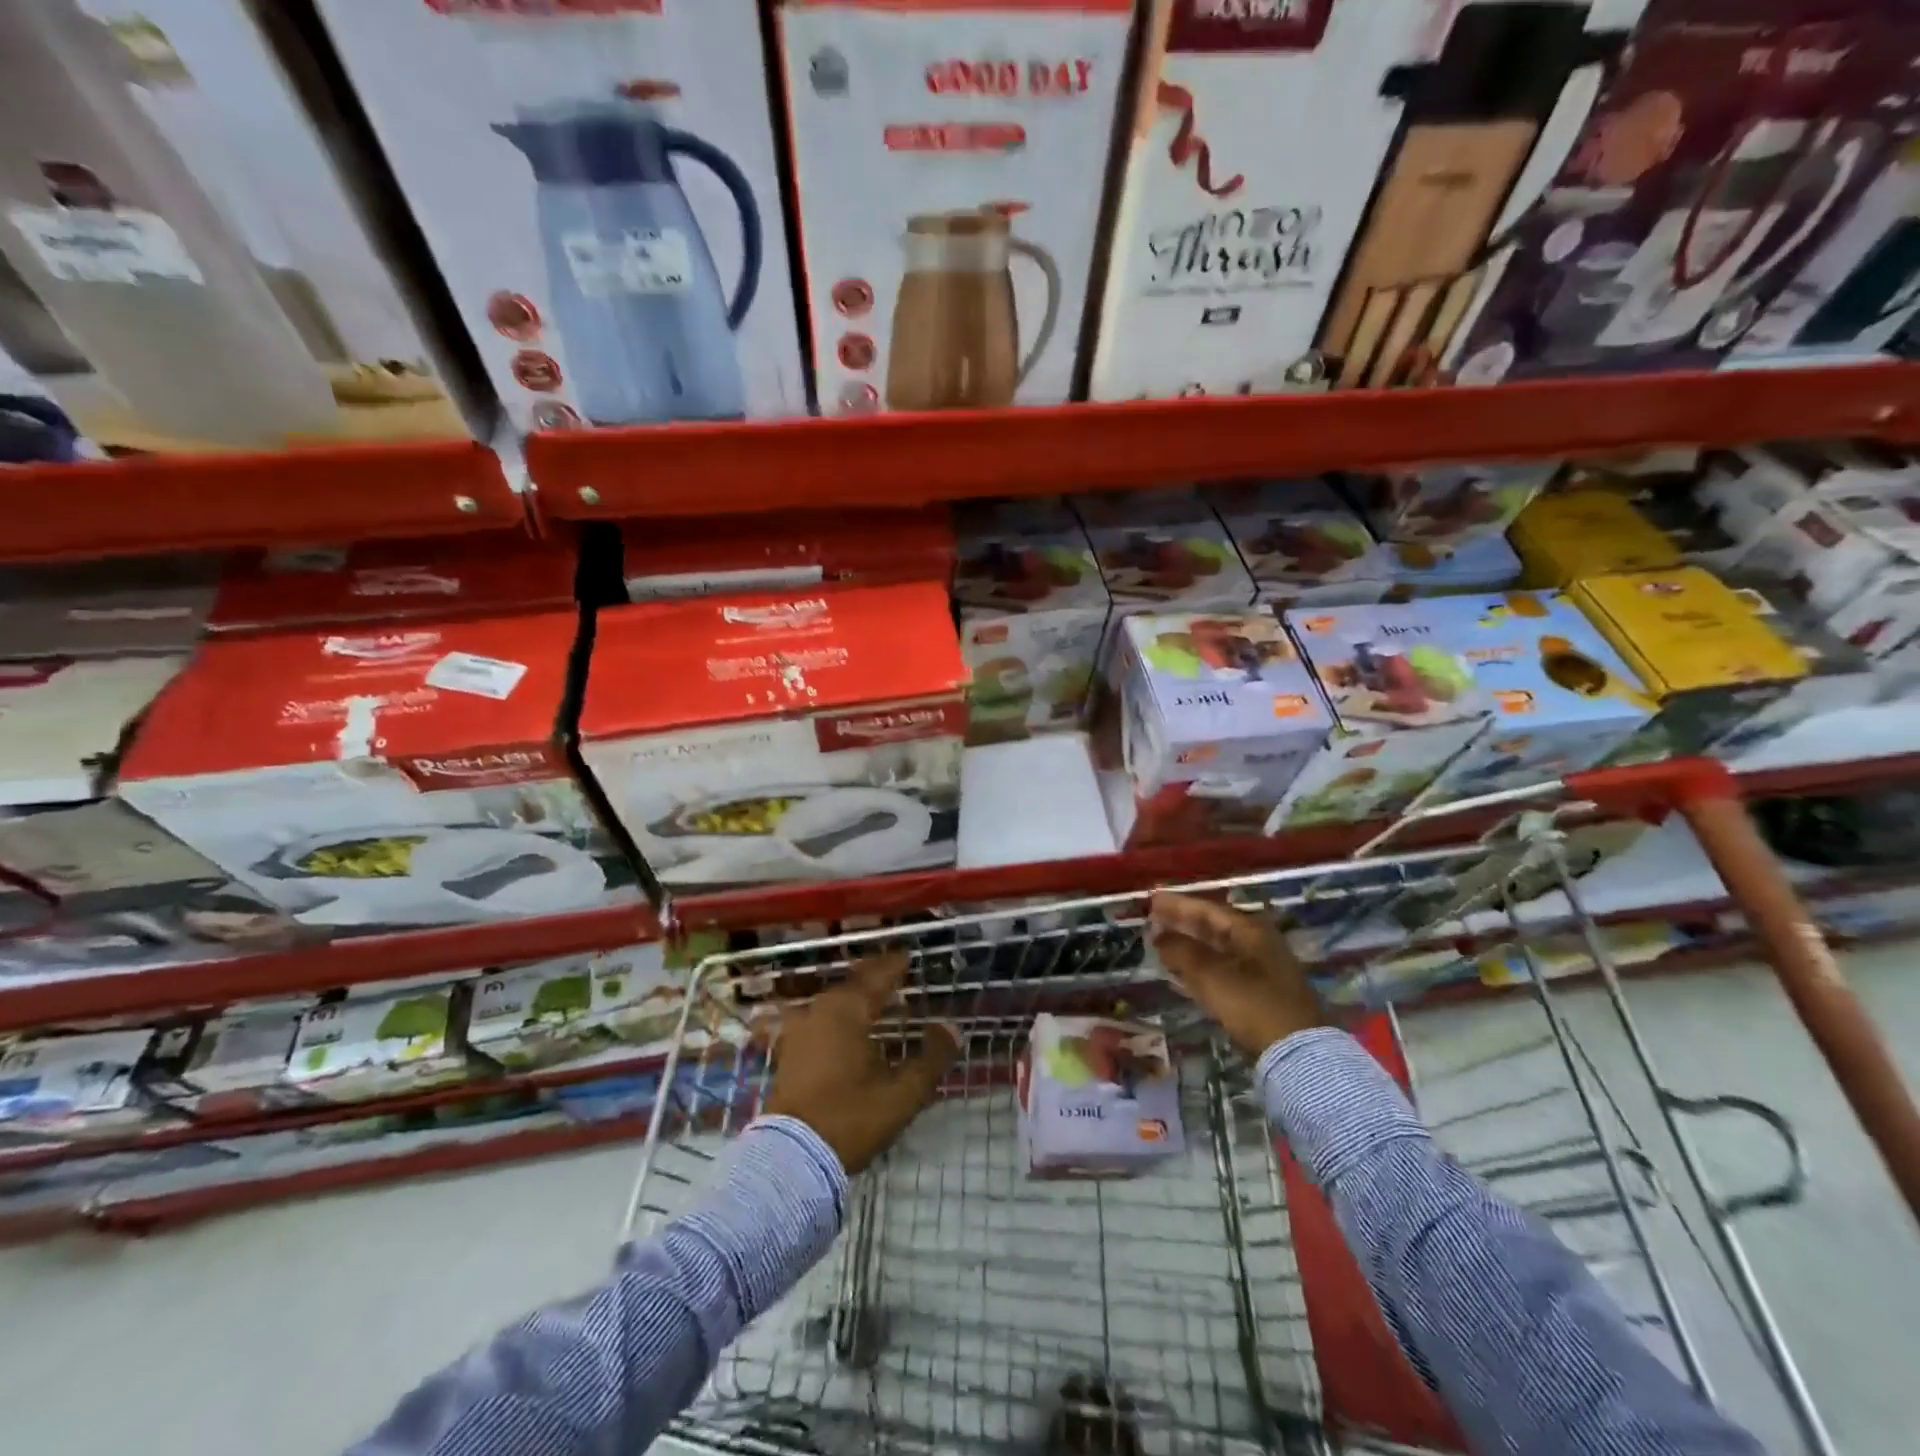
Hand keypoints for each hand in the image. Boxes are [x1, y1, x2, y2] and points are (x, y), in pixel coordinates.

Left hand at [764, 951, 959, 1173]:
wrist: (791, 1157)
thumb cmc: (851, 1117)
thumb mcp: (902, 1092)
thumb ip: (931, 1058)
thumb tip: (951, 1028)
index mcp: (848, 1009)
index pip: (877, 976)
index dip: (895, 966)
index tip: (908, 956)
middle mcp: (820, 1009)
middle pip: (853, 984)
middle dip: (875, 979)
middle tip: (896, 975)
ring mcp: (800, 1030)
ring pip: (834, 1002)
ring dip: (856, 999)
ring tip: (877, 1003)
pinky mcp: (789, 1052)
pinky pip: (820, 1020)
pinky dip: (839, 1018)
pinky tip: (849, 1031)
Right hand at [1148, 892, 1322, 1058]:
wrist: (1297, 1051)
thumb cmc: (1252, 1004)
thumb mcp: (1211, 974)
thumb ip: (1181, 951)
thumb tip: (1158, 935)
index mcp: (1250, 930)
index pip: (1207, 909)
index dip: (1178, 905)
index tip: (1153, 900)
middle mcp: (1257, 943)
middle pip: (1213, 927)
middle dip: (1182, 923)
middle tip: (1154, 919)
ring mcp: (1261, 969)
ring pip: (1216, 949)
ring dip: (1189, 946)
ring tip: (1162, 943)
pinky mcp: (1259, 992)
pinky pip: (1222, 969)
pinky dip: (1200, 966)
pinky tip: (1183, 972)